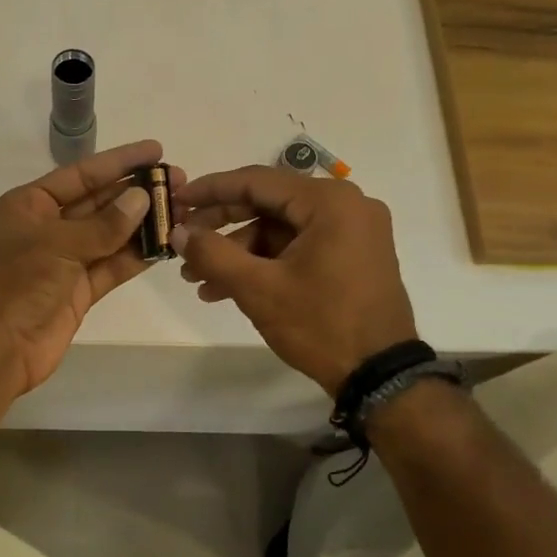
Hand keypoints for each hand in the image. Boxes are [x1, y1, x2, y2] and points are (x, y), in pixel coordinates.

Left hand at [0, 140, 179, 397]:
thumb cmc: (15, 283)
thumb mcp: (57, 244)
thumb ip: (103, 224)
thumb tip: (141, 198)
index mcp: (29, 205)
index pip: (80, 175)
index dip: (118, 162)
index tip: (155, 150)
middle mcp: (47, 228)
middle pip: (98, 203)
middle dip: (136, 193)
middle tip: (179, 183)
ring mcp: (63, 262)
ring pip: (109, 236)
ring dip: (142, 225)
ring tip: (181, 211)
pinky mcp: (77, 292)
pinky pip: (111, 267)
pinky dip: (135, 257)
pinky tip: (164, 245)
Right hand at [171, 166, 416, 394]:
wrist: (379, 375)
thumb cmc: (320, 324)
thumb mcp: (258, 289)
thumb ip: (212, 254)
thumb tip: (178, 232)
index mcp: (329, 202)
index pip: (256, 181)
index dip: (210, 190)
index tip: (177, 200)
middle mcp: (346, 205)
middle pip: (268, 204)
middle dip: (220, 227)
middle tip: (183, 243)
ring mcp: (352, 231)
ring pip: (279, 230)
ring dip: (237, 252)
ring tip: (198, 281)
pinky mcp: (352, 256)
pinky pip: (297, 247)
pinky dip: (264, 263)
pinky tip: (227, 289)